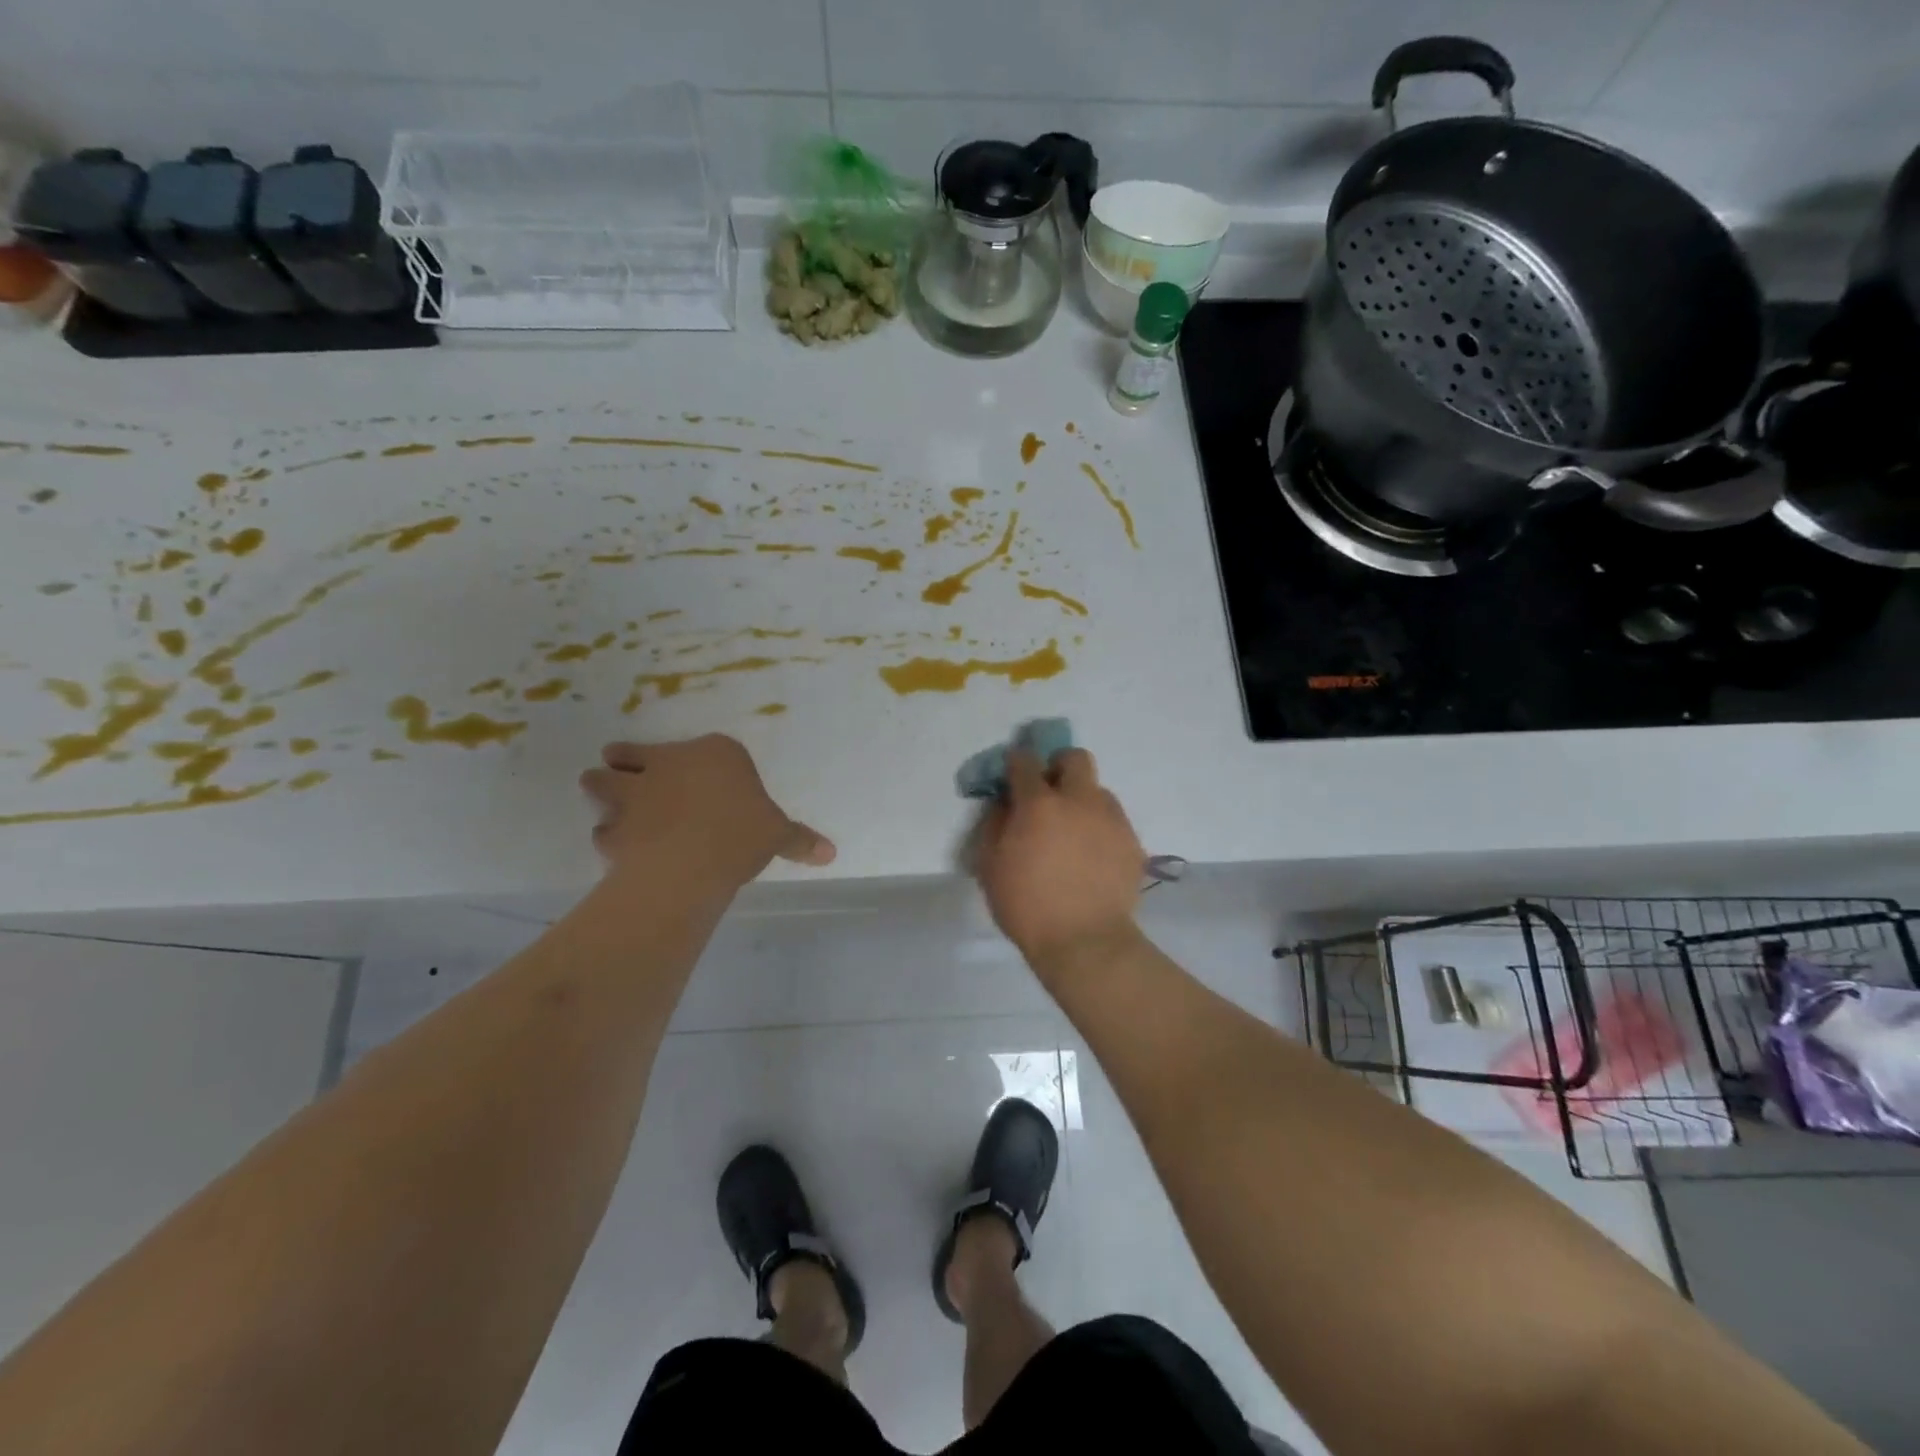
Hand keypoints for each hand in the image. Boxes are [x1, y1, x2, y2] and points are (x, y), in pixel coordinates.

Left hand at [580, 736, 833, 889]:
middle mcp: (669, 762)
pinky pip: (603, 829)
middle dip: (625, 762)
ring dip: (601, 789)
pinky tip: (617, 848)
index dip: (692, 760)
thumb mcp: (778, 834)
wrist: (693, 860)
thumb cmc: (743, 833)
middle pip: (631, 753)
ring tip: (607, 803)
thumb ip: (799, 840)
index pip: (702, 748)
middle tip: (628, 775)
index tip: (694, 773)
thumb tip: (831, 853)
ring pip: (600, 780)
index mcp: (715, 753)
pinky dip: (608, 836)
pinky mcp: (614, 825)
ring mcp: (635, 792)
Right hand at [973, 747, 1144, 972]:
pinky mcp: (1132, 842)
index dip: (1016, 763)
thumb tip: (1004, 802)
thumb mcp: (990, 866)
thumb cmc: (1028, 906)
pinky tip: (1091, 858)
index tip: (1012, 776)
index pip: (1025, 761)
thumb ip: (994, 824)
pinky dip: (1099, 829)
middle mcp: (1079, 800)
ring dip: (1082, 801)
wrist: (1085, 943)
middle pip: (1074, 758)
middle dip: (1058, 766)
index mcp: (1040, 804)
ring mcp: (1111, 819)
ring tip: (1073, 833)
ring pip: (1098, 790)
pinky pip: (1113, 821)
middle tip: (1048, 794)